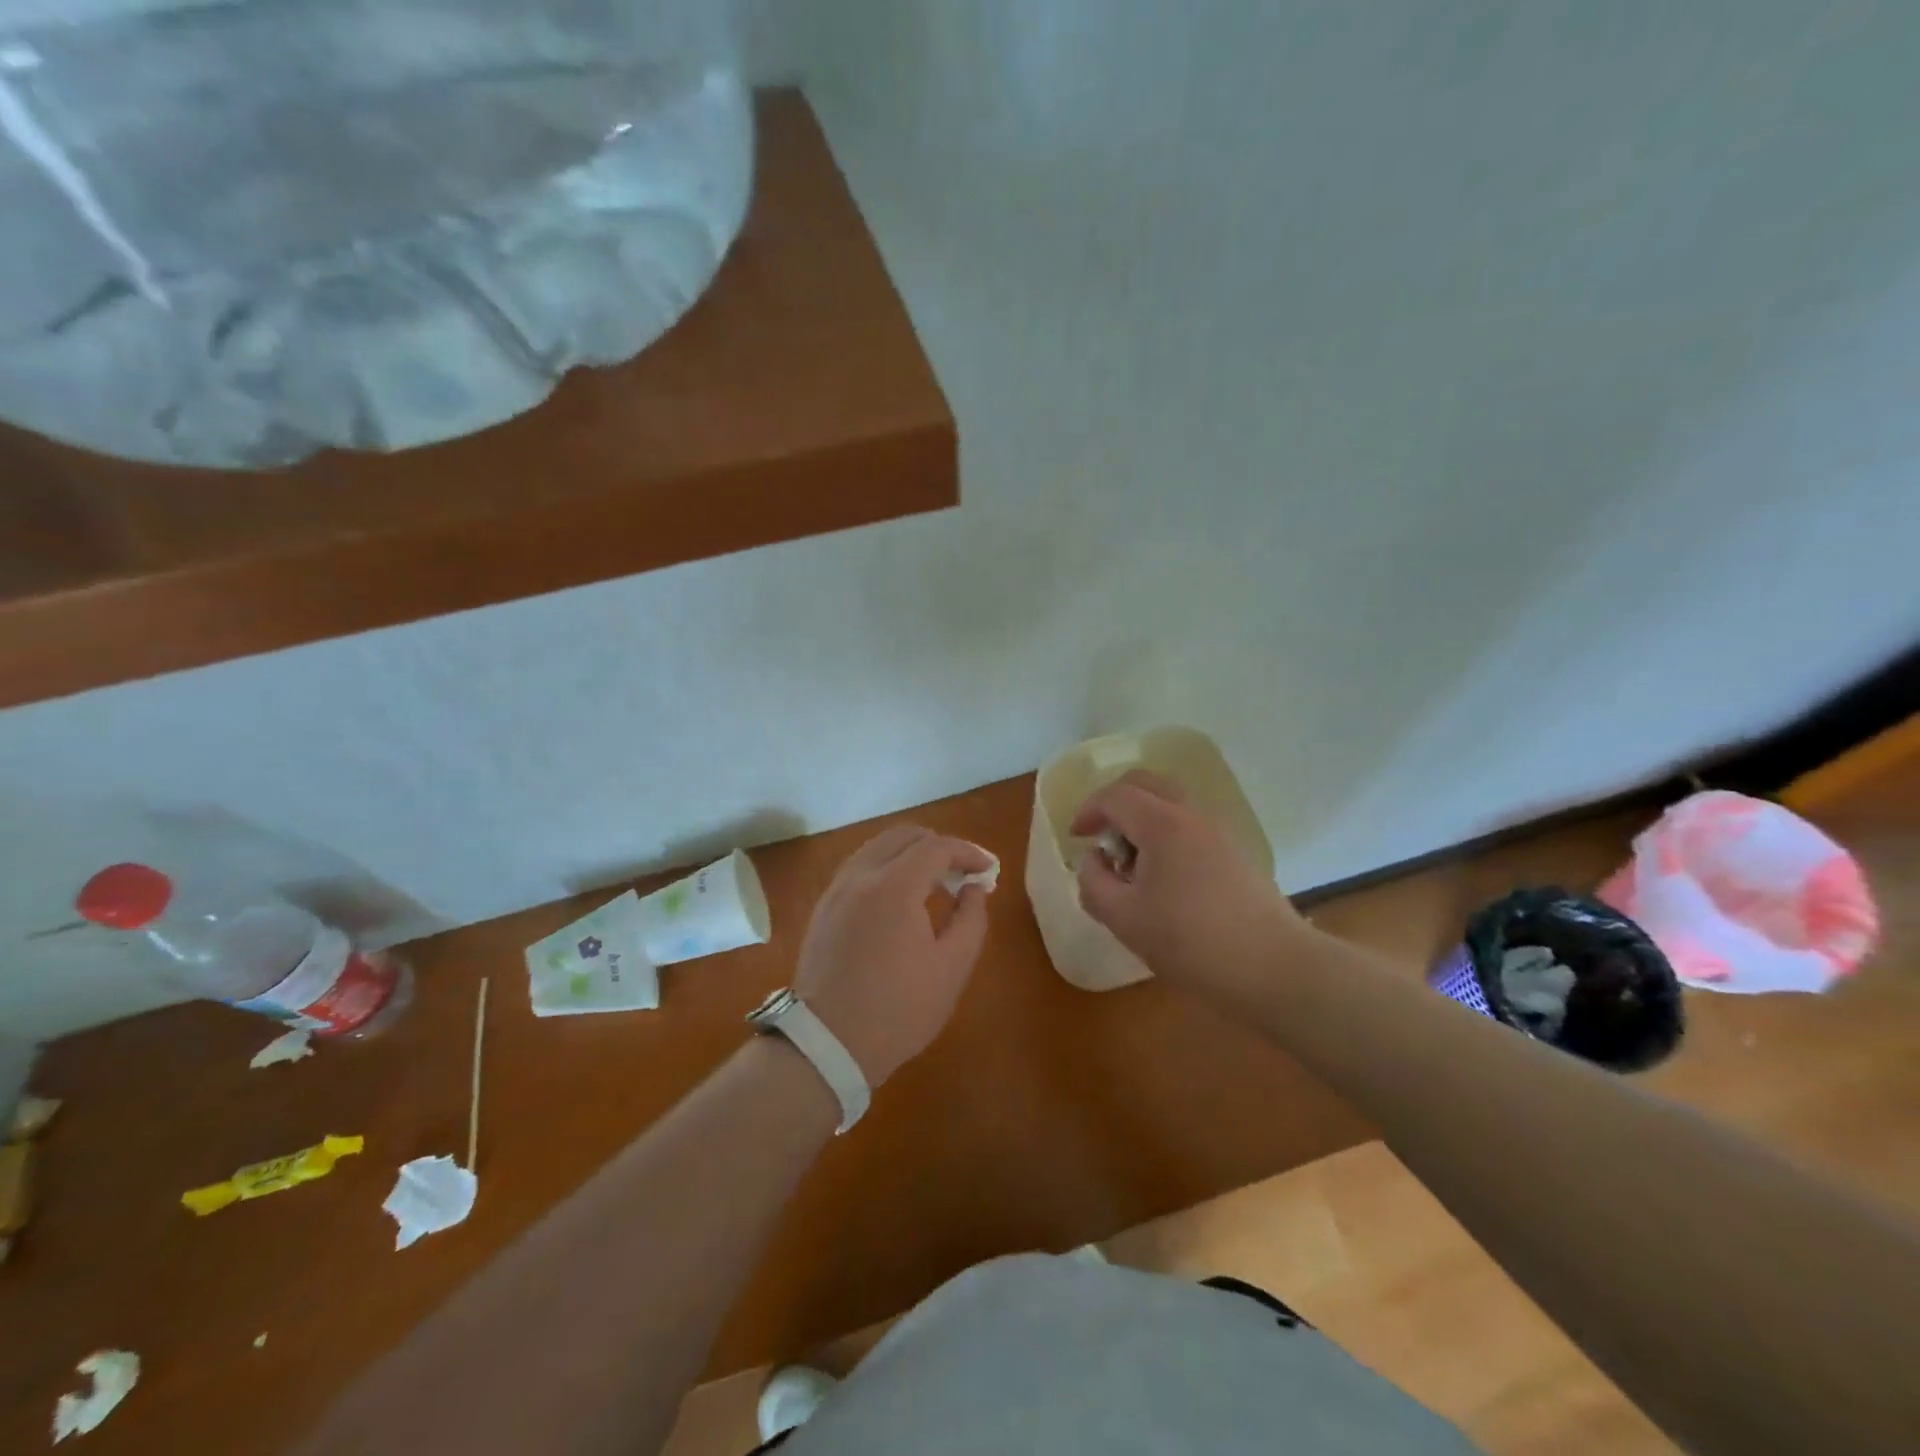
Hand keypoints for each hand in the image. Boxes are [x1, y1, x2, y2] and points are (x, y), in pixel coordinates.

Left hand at [793, 826, 993, 1085]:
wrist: (827, 1044)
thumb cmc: (898, 1010)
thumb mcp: (952, 968)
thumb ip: (971, 918)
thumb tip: (973, 887)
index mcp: (894, 886)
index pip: (936, 847)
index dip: (968, 852)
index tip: (987, 870)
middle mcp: (861, 876)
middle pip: (903, 836)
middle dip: (939, 846)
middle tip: (962, 873)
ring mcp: (836, 890)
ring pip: (877, 848)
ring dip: (910, 854)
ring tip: (933, 884)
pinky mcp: (823, 908)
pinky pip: (859, 868)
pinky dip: (886, 868)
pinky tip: (899, 899)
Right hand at [1072, 770, 1308, 994]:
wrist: (1275, 967)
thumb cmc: (1192, 942)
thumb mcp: (1125, 919)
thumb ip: (1095, 882)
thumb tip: (1093, 859)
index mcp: (1162, 824)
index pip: (1115, 796)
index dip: (1088, 811)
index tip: (1076, 837)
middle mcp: (1192, 815)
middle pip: (1146, 783)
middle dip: (1115, 802)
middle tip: (1101, 835)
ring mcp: (1219, 831)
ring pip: (1170, 802)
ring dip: (1142, 817)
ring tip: (1131, 863)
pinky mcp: (1235, 852)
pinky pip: (1189, 824)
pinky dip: (1165, 832)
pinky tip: (1163, 878)